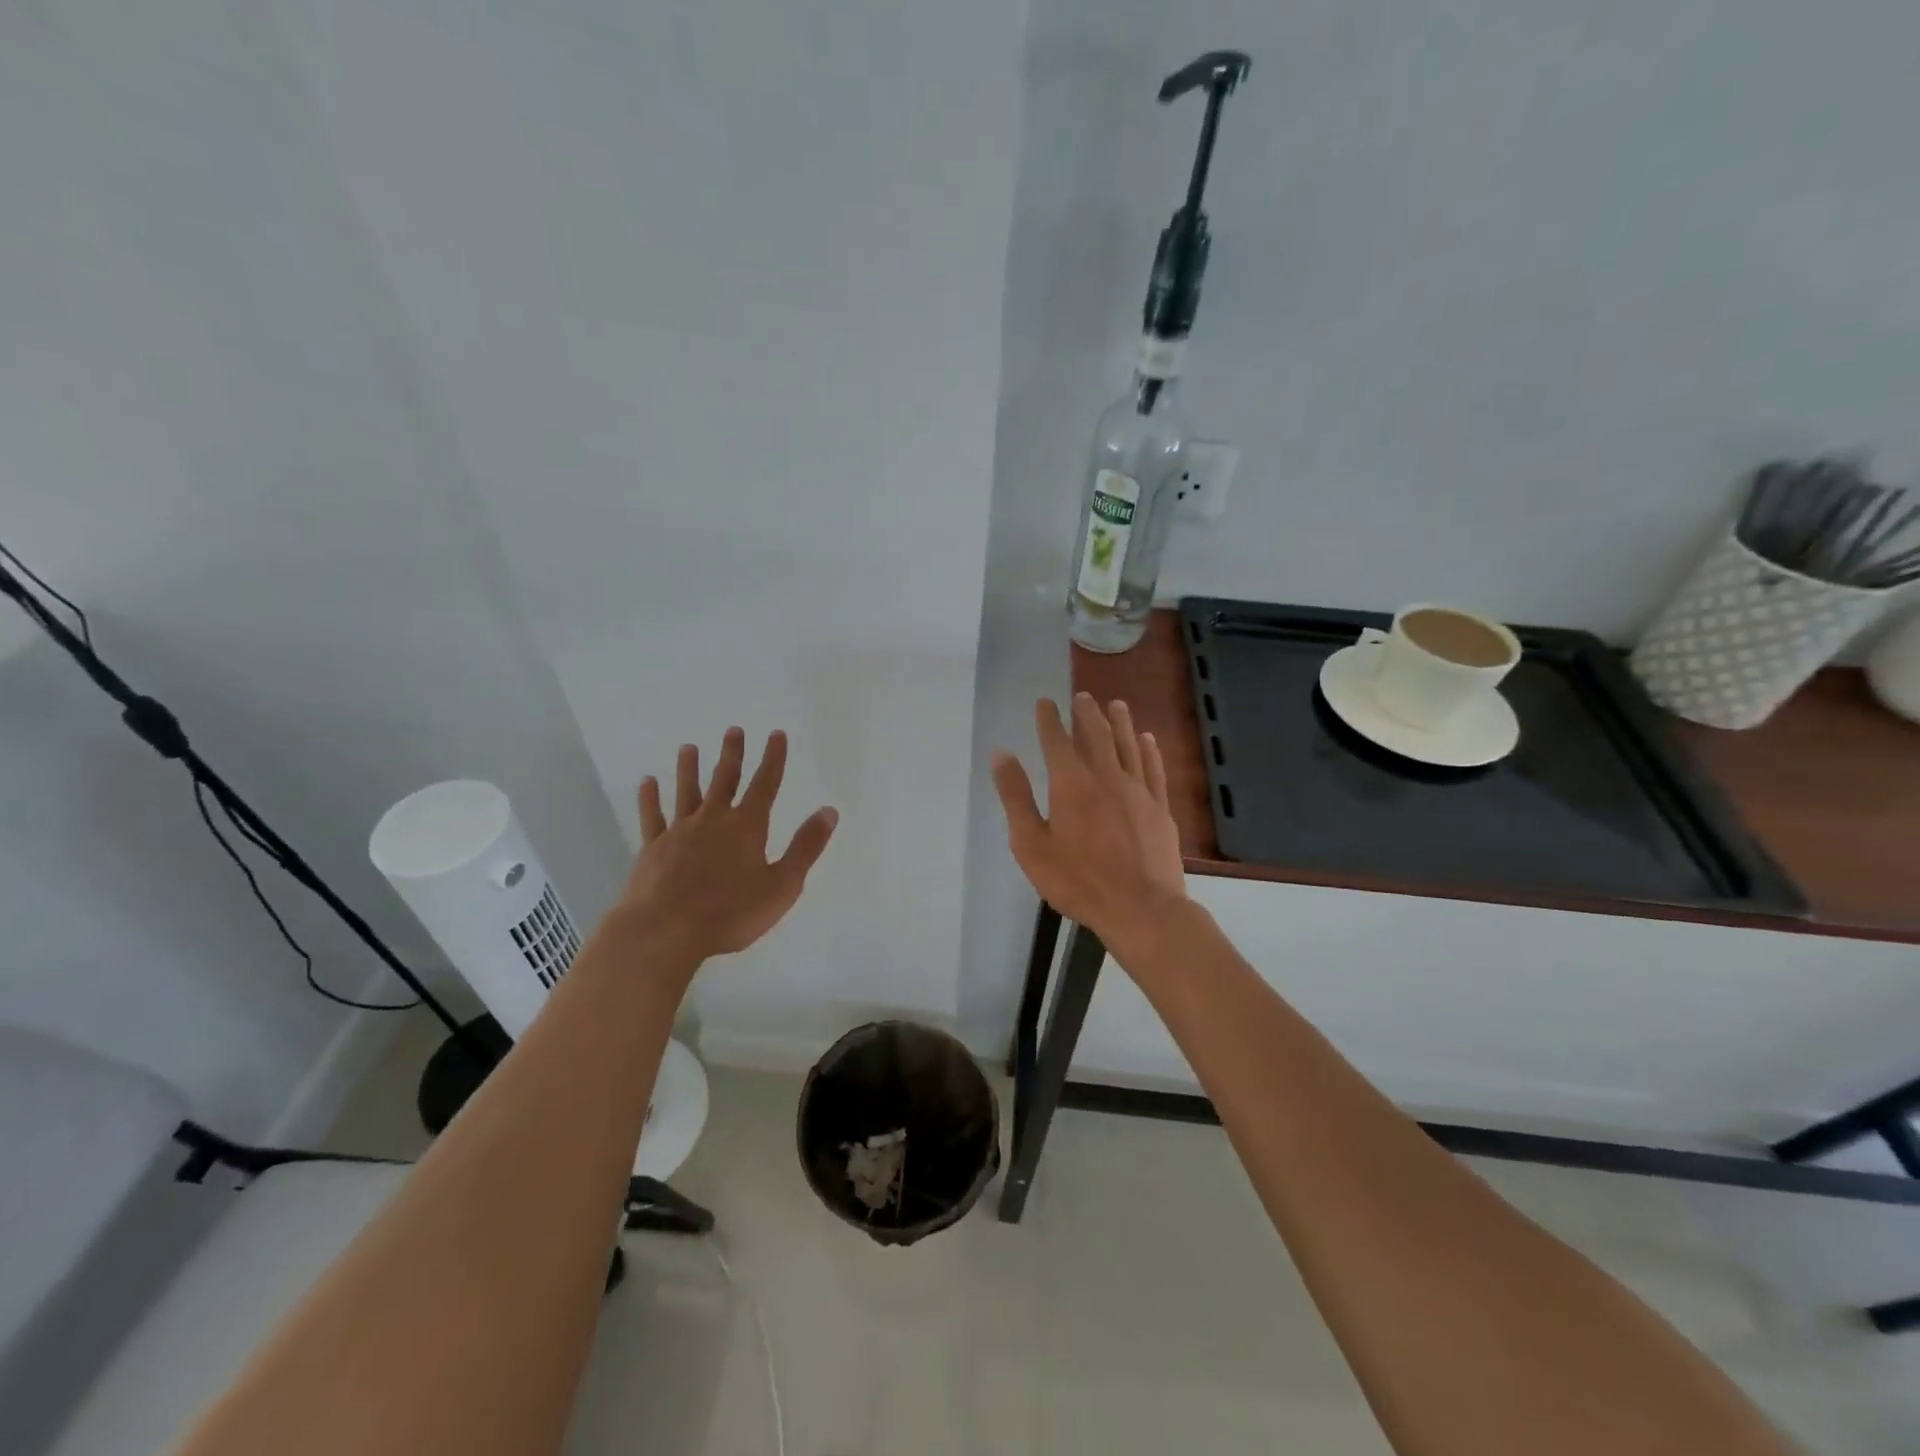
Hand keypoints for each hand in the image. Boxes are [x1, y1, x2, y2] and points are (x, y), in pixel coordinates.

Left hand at [620, 728, 837, 962]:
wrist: (664, 931)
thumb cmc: (730, 912)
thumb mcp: (782, 885)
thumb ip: (805, 847)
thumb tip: (829, 810)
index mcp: (747, 827)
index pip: (765, 784)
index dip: (773, 758)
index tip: (776, 734)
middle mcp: (713, 820)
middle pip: (724, 779)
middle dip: (732, 754)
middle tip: (734, 730)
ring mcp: (679, 832)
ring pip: (686, 792)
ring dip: (689, 768)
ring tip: (688, 747)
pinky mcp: (652, 849)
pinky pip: (652, 817)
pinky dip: (650, 798)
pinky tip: (647, 782)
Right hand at [992, 694, 1186, 956]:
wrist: (1141, 908)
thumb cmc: (1078, 881)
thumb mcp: (1031, 844)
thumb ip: (1016, 797)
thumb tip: (1001, 754)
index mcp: (1071, 784)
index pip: (1056, 741)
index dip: (1049, 719)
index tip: (1045, 702)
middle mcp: (1107, 777)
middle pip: (1096, 735)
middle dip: (1086, 713)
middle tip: (1082, 696)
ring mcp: (1138, 791)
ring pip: (1128, 745)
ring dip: (1119, 722)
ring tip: (1116, 704)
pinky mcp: (1159, 808)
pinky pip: (1153, 768)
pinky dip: (1149, 749)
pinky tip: (1147, 738)